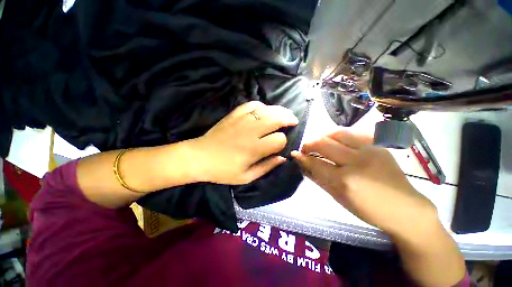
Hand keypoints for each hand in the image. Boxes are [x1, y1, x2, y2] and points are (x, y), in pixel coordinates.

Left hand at [190, 101, 297, 184]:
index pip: (279, 140)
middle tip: (293, 120)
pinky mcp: (234, 115)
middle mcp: (251, 132)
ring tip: (284, 113)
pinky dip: (261, 105)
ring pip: (266, 110)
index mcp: (254, 149)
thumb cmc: (223, 170)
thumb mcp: (246, 176)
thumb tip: (282, 158)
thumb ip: (266, 167)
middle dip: (288, 119)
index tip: (280, 144)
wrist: (200, 157)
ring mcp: (242, 120)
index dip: (283, 141)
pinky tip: (264, 110)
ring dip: (278, 110)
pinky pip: (251, 105)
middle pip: (276, 119)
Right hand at [291, 129, 438, 238]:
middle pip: (324, 144)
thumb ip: (318, 179)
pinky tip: (336, 140)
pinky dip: (339, 135)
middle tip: (305, 148)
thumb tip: (303, 165)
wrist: (405, 209)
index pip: (316, 163)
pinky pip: (353, 133)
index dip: (302, 157)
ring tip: (319, 142)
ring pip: (338, 133)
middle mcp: (356, 161)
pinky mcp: (378, 146)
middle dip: (310, 144)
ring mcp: (370, 151)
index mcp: (345, 180)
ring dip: (323, 136)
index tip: (295, 154)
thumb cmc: (368, 209)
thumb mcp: (338, 197)